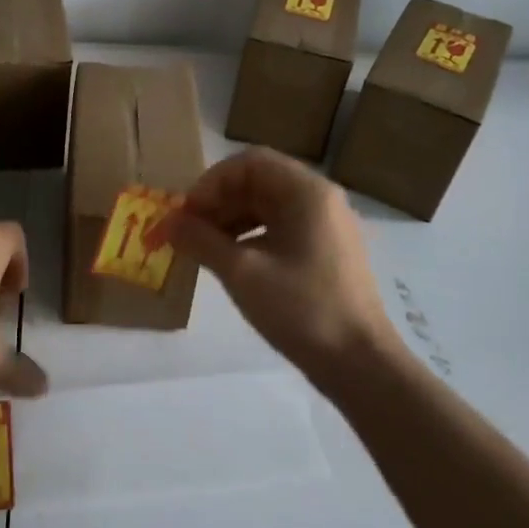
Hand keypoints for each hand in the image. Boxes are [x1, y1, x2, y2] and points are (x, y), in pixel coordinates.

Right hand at [161, 147, 398, 386]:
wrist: (360, 364)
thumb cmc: (301, 309)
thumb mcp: (242, 273)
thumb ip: (201, 240)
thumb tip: (167, 222)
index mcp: (306, 191)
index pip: (249, 163)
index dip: (211, 183)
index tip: (186, 214)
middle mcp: (320, 198)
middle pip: (259, 181)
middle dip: (218, 202)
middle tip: (188, 232)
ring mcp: (327, 225)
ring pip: (268, 206)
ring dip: (231, 219)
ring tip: (203, 248)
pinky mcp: (327, 250)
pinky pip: (281, 227)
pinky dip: (251, 236)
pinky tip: (231, 261)